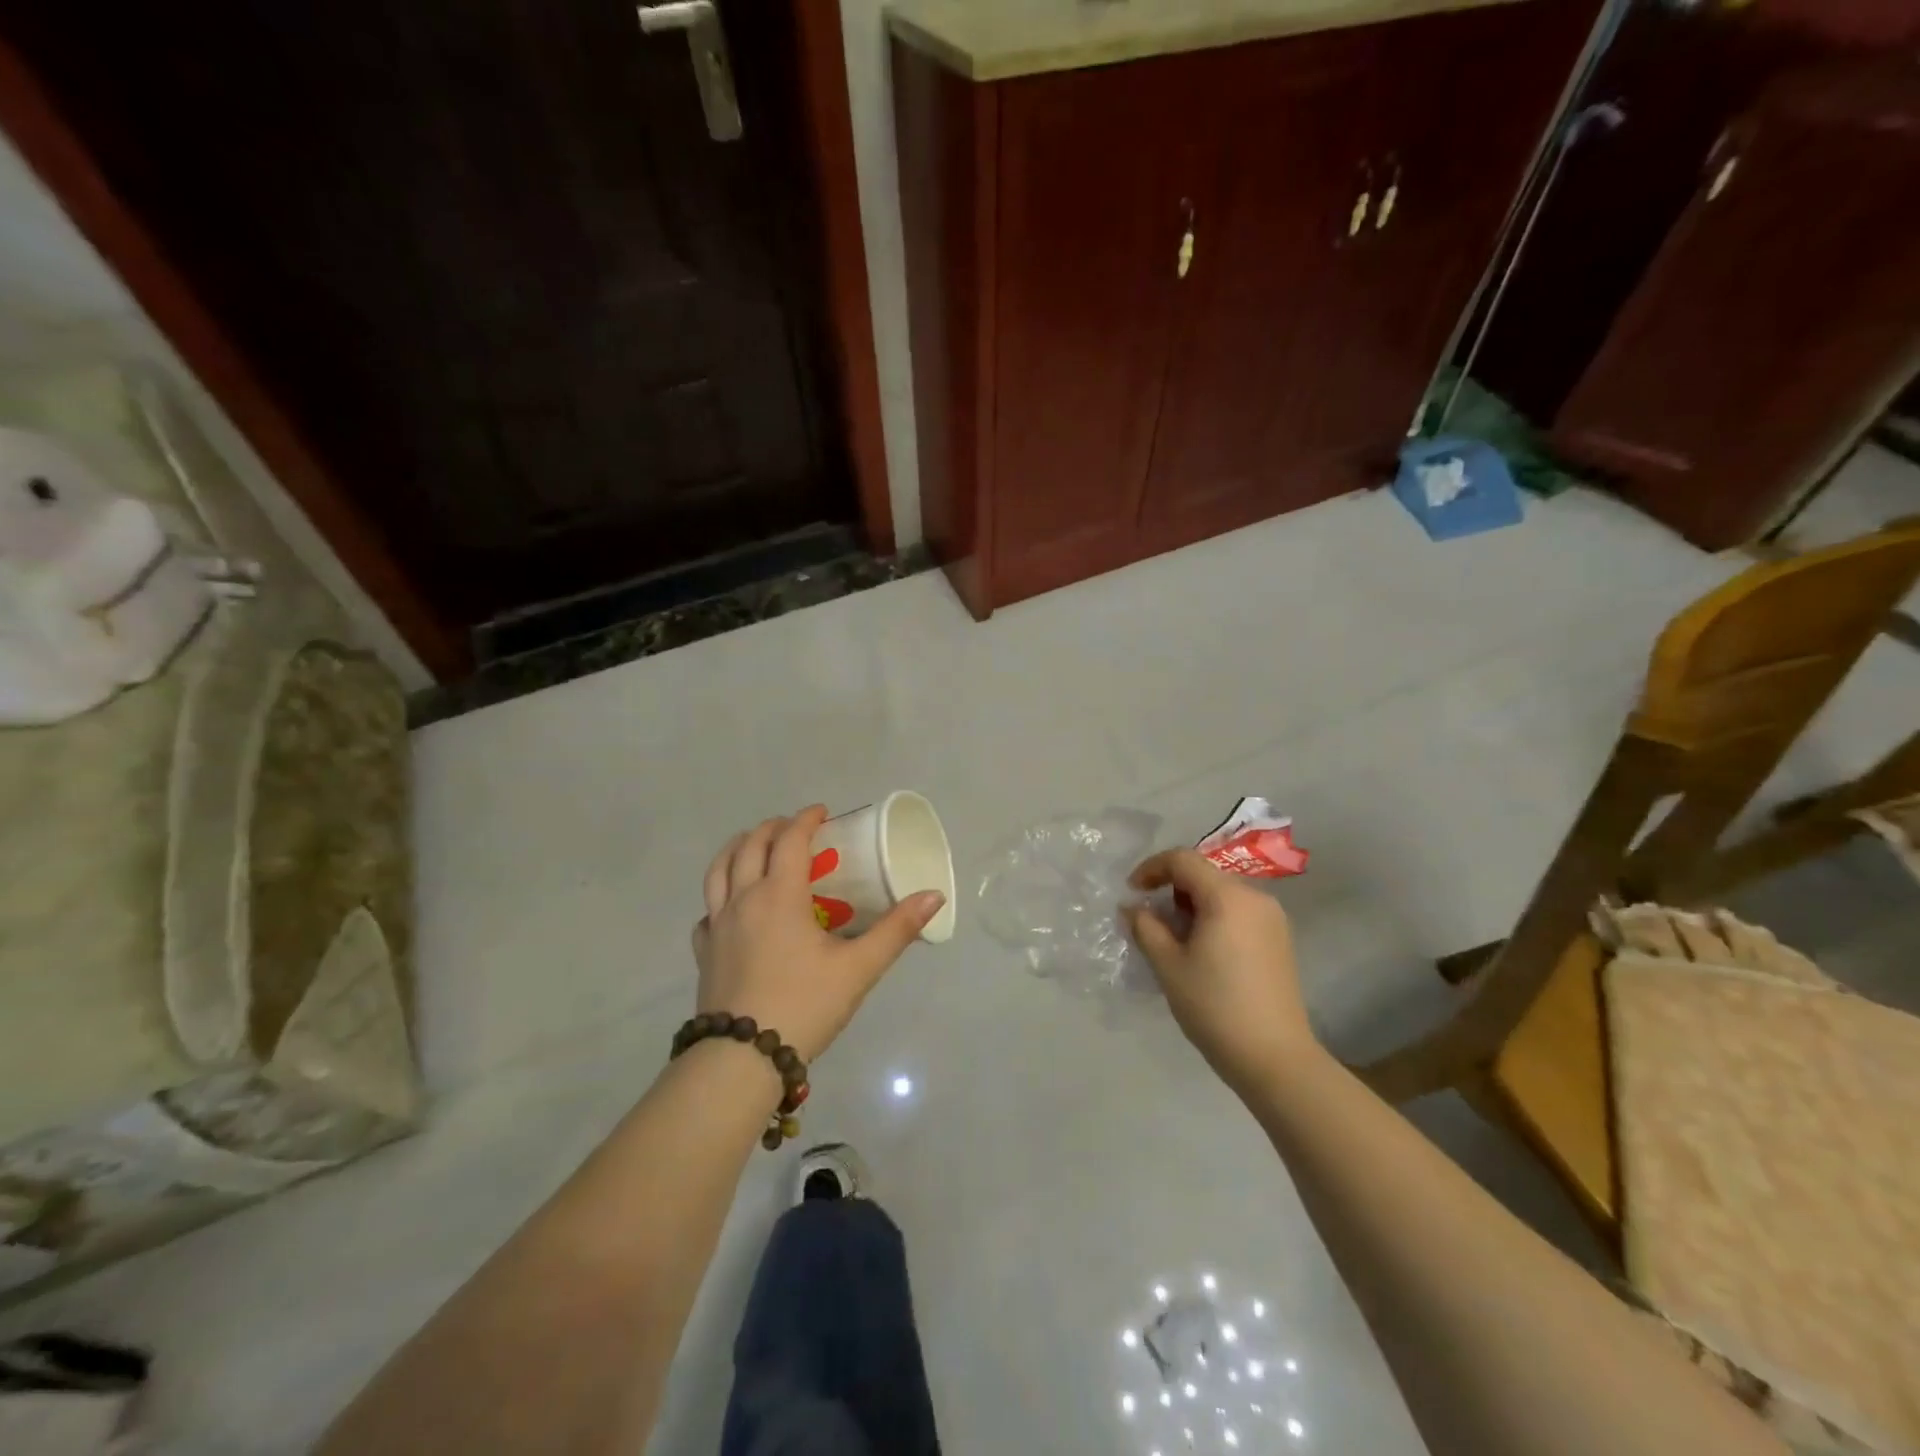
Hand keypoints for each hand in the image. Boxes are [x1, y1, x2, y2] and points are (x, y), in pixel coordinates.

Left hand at [692, 806, 945, 1062]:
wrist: (742, 1058)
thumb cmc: (804, 1005)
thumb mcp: (859, 968)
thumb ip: (897, 930)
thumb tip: (934, 896)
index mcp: (779, 895)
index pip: (789, 839)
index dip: (806, 819)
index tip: (823, 812)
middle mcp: (743, 900)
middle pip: (749, 846)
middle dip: (772, 828)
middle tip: (794, 828)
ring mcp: (716, 925)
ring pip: (718, 871)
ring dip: (737, 849)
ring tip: (753, 848)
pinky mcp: (703, 952)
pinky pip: (707, 910)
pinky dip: (720, 895)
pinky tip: (730, 908)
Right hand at [1124, 849, 1315, 1094]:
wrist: (1275, 1058)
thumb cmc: (1215, 1006)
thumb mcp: (1168, 965)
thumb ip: (1145, 927)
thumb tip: (1131, 907)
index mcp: (1227, 897)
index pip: (1182, 860)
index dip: (1151, 869)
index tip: (1131, 893)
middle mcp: (1255, 897)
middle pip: (1203, 874)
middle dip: (1171, 889)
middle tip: (1150, 921)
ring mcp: (1273, 919)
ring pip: (1221, 894)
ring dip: (1191, 905)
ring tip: (1173, 940)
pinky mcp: (1279, 940)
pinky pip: (1238, 912)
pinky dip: (1213, 918)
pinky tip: (1202, 951)